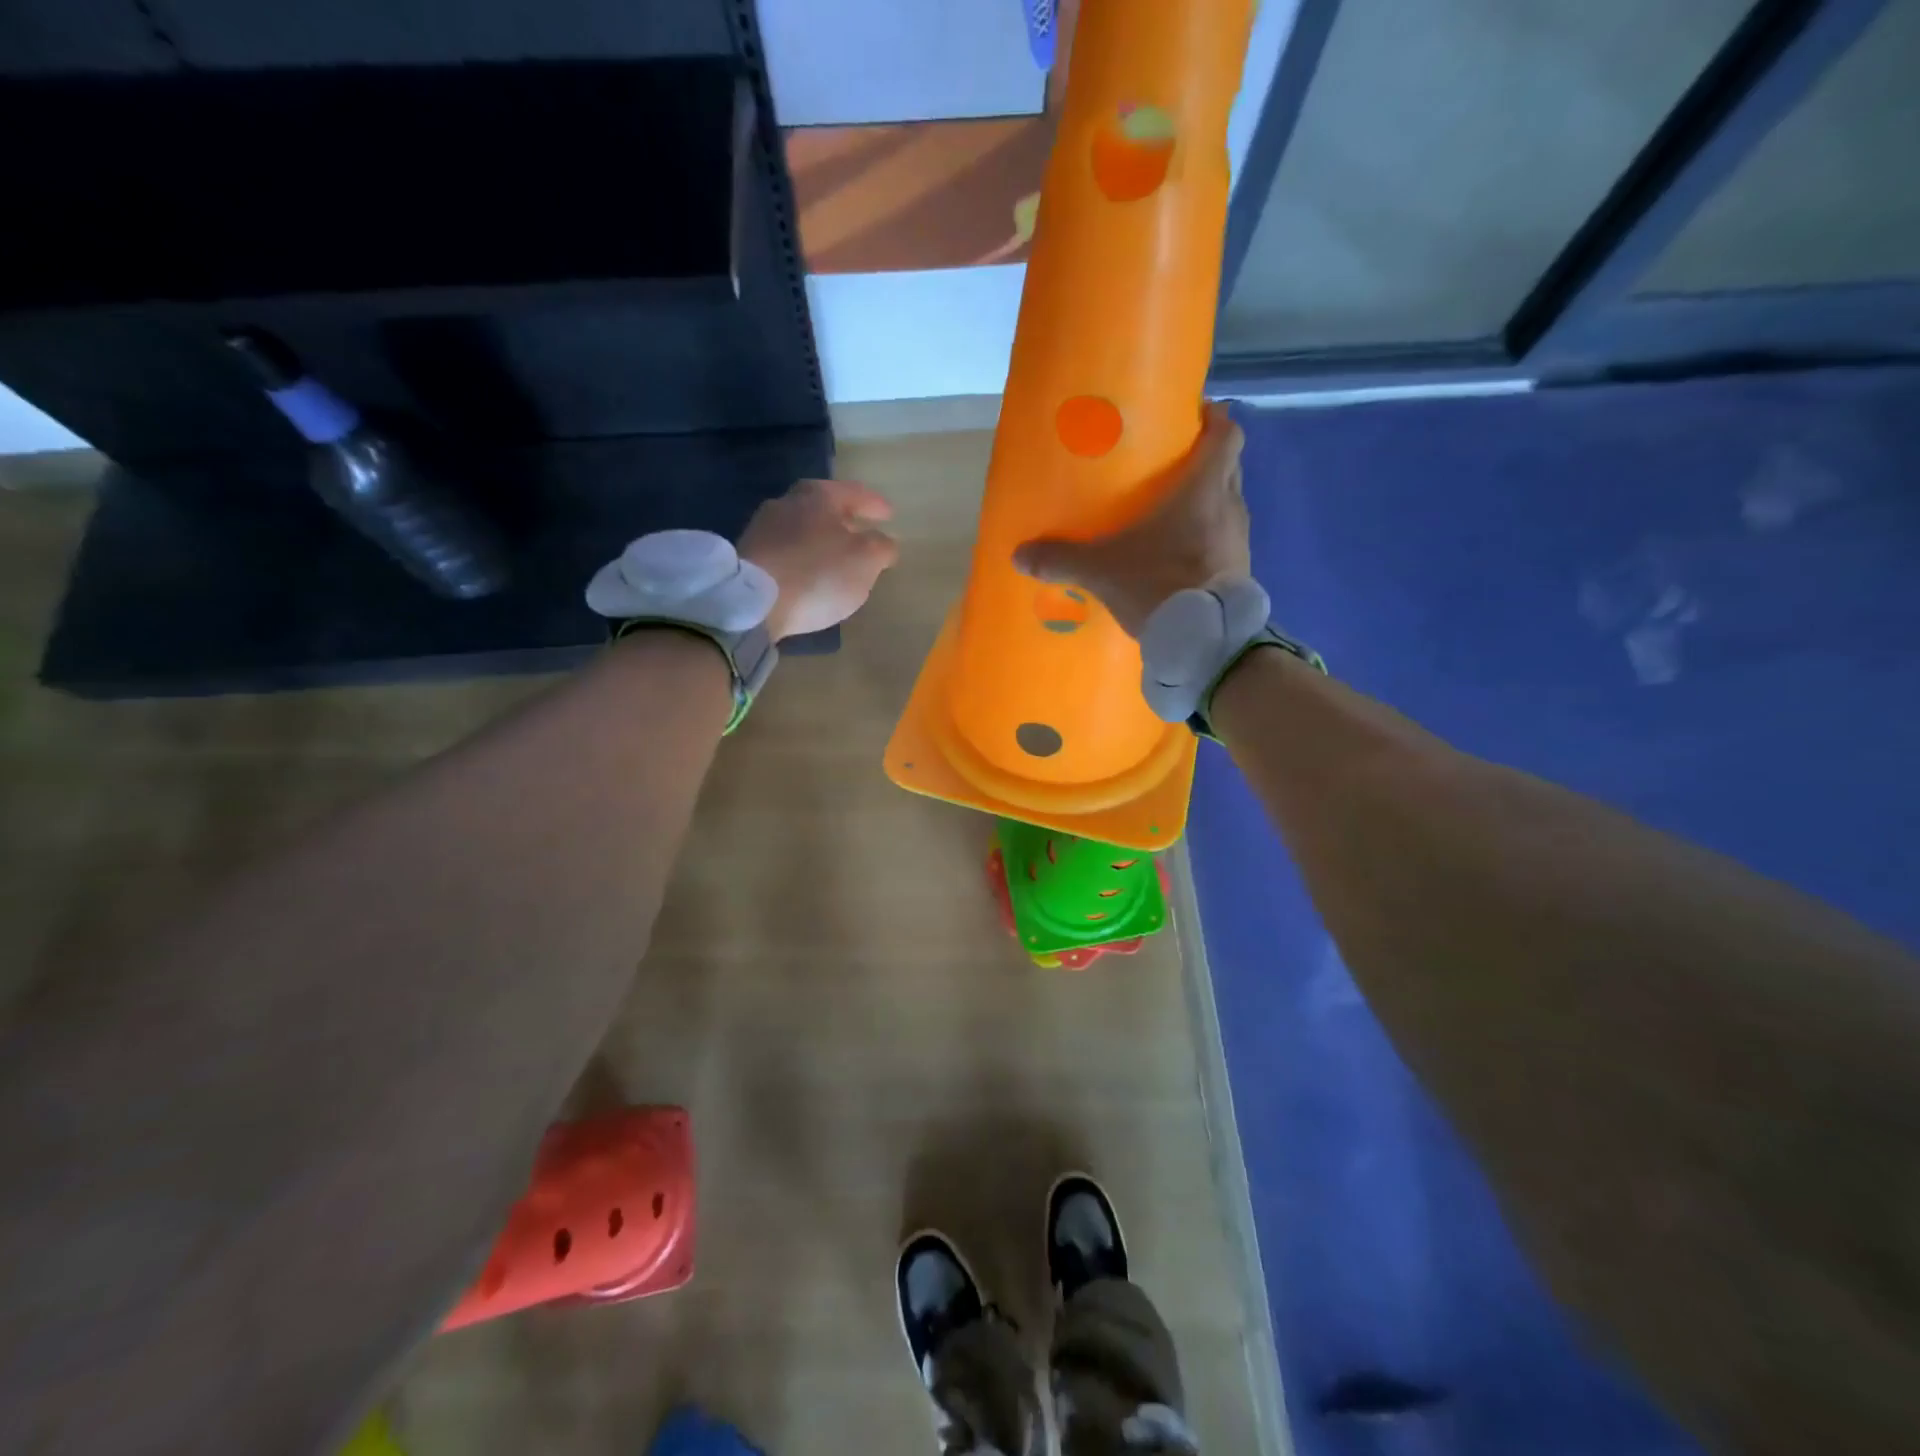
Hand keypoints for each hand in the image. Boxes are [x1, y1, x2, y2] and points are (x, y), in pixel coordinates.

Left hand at [740, 477, 899, 640]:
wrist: (754, 603)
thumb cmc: (818, 573)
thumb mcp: (865, 560)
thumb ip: (881, 547)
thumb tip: (884, 542)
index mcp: (818, 496)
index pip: (855, 492)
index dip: (874, 504)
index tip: (889, 515)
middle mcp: (787, 503)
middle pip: (823, 507)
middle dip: (844, 520)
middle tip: (862, 533)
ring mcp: (762, 528)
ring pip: (802, 528)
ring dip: (821, 540)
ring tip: (837, 558)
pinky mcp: (749, 556)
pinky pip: (786, 551)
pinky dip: (802, 558)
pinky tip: (810, 574)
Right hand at [1013, 402, 1248, 638]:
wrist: (1202, 641)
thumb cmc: (1159, 585)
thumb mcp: (1102, 571)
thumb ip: (1062, 559)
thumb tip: (1019, 555)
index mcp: (1204, 488)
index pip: (1227, 433)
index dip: (1213, 418)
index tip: (1192, 416)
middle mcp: (1231, 505)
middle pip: (1229, 464)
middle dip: (1206, 458)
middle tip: (1171, 463)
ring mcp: (1240, 540)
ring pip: (1229, 502)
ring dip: (1208, 500)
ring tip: (1172, 510)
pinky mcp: (1240, 570)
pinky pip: (1226, 538)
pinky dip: (1209, 536)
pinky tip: (1181, 553)